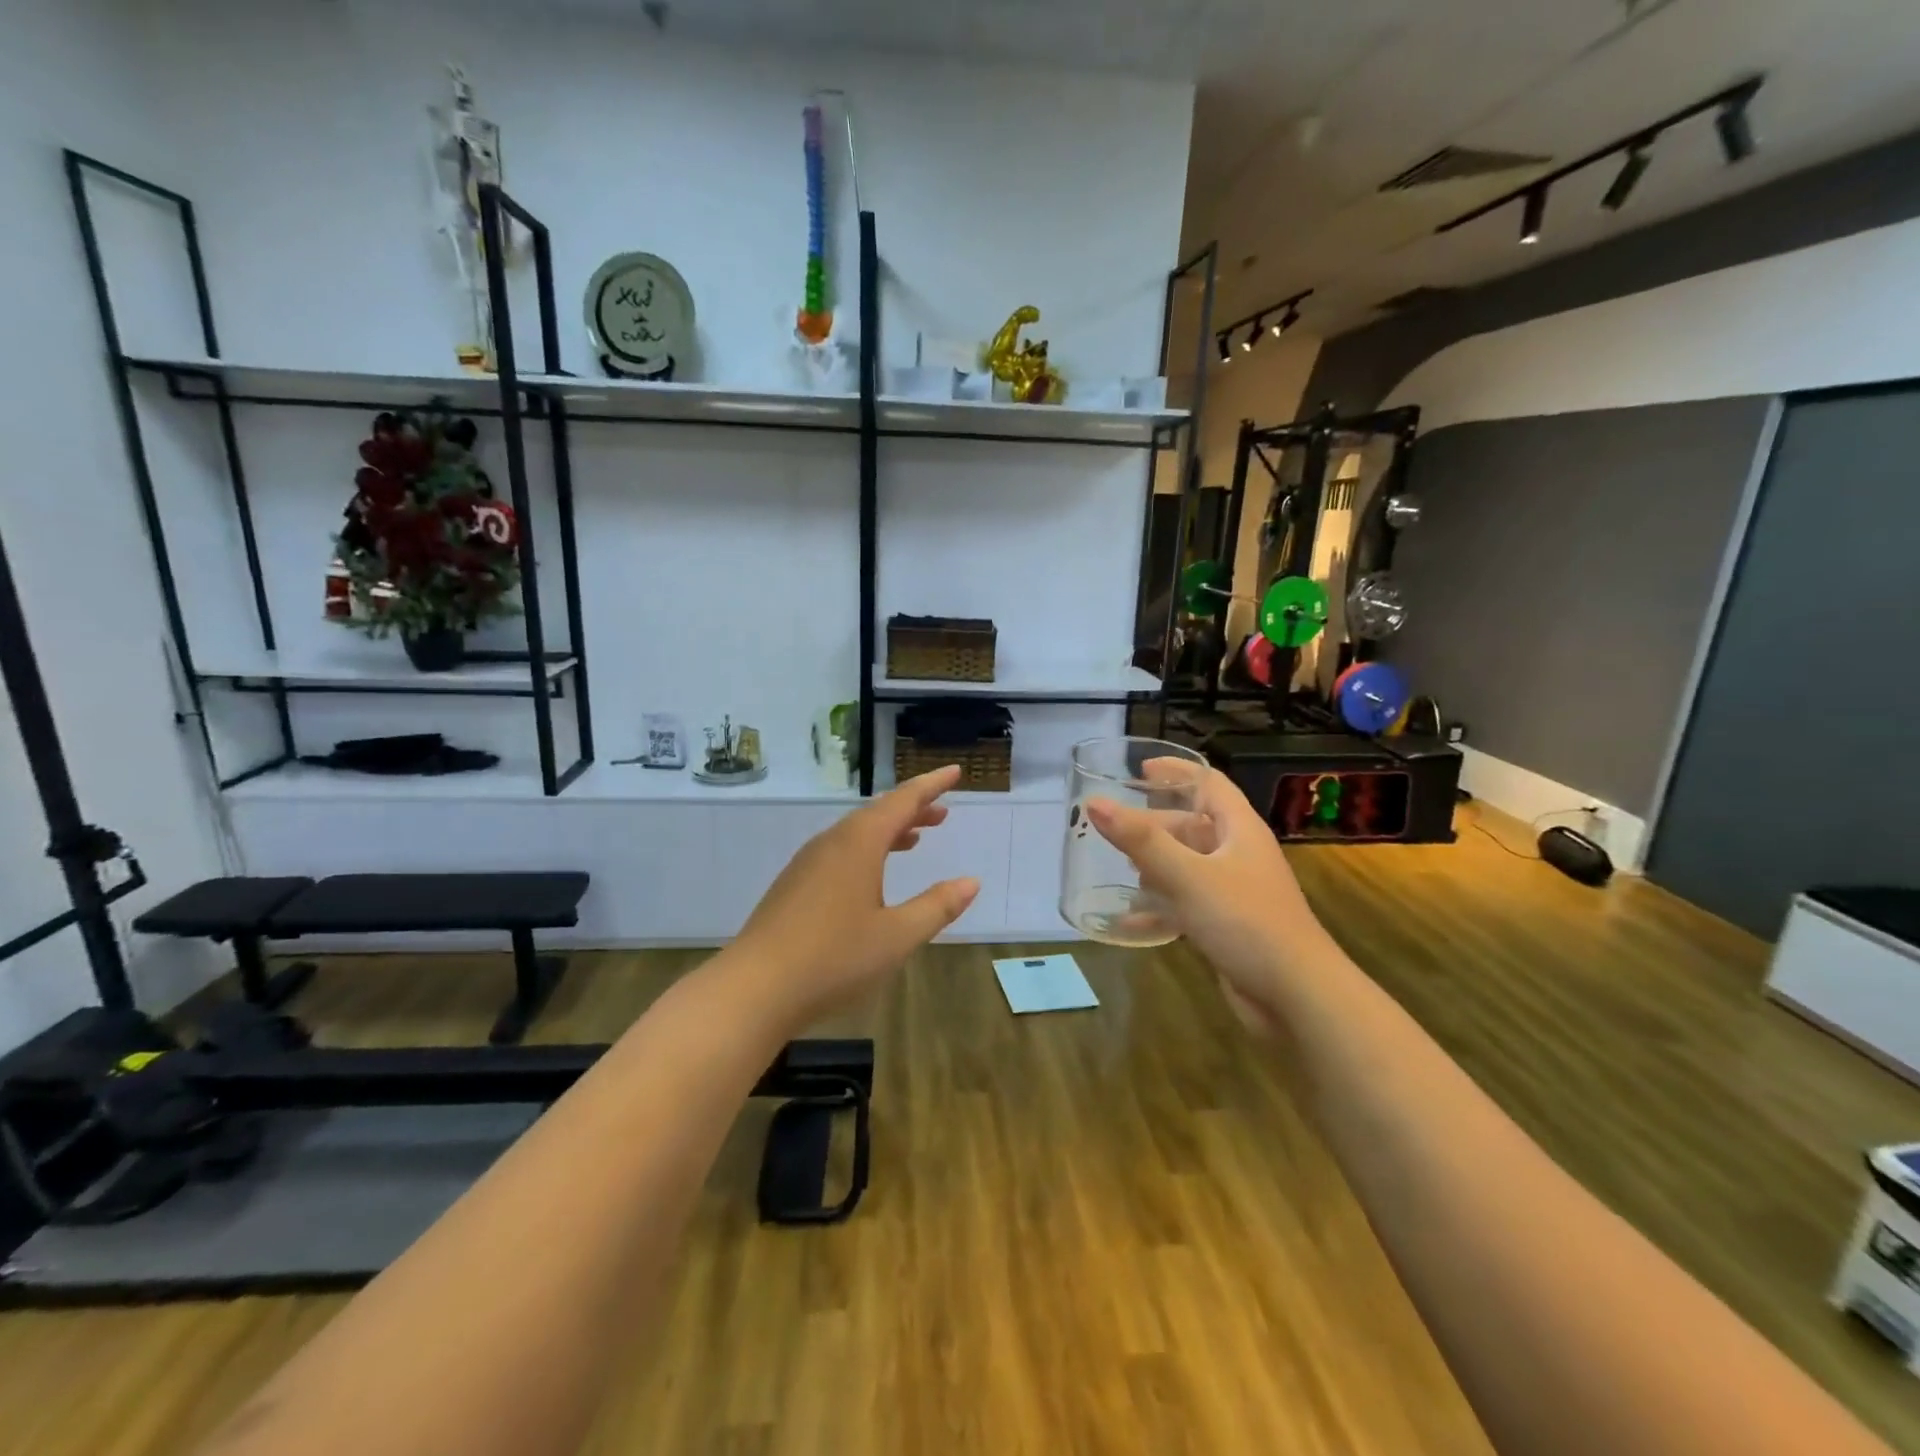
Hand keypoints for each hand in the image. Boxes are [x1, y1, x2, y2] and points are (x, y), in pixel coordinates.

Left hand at [722, 766, 979, 1030]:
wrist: (754, 989)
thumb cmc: (834, 958)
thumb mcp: (897, 936)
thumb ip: (936, 906)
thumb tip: (971, 882)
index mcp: (859, 844)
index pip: (902, 801)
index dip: (931, 786)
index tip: (954, 772)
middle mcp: (831, 843)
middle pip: (877, 814)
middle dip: (912, 810)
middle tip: (942, 813)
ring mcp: (807, 864)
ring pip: (856, 834)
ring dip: (889, 831)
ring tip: (915, 839)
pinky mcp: (793, 886)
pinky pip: (839, 852)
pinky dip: (867, 850)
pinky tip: (871, 875)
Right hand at [1086, 764, 1334, 1028]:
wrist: (1295, 995)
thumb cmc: (1245, 921)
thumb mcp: (1188, 875)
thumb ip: (1141, 840)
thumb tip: (1095, 803)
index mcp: (1239, 829)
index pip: (1209, 783)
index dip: (1177, 771)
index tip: (1140, 769)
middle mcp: (1239, 854)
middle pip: (1192, 825)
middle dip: (1154, 824)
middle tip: (1114, 828)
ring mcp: (1235, 891)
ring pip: (1188, 865)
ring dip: (1155, 865)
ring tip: (1118, 868)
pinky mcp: (1228, 925)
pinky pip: (1187, 903)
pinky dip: (1160, 906)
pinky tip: (1129, 920)